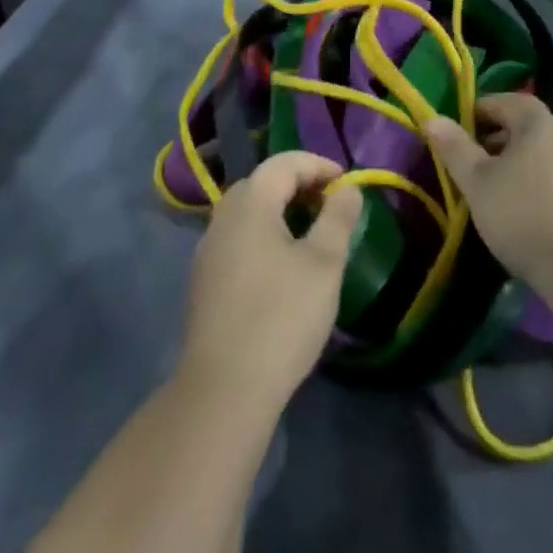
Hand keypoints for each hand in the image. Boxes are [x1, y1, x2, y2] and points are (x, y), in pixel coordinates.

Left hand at [178, 152, 361, 411]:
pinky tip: (282, 268)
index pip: (285, 162)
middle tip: (330, 206)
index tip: (347, 184)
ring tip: (311, 236)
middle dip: (299, 185)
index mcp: (250, 203)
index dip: (319, 165)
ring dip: (280, 212)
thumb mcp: (324, 264)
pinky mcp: (204, 281)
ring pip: (248, 213)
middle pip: (263, 182)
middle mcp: (223, 217)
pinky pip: (238, 239)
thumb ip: (338, 218)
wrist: (223, 390)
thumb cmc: (281, 317)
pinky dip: (263, 236)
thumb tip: (348, 189)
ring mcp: (208, 250)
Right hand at [423, 93, 552, 298]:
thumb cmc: (526, 218)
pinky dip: (548, 184)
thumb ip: (455, 149)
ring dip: (525, 163)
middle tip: (477, 165)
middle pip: (529, 126)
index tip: (460, 131)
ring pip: (549, 153)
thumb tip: (432, 118)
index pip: (505, 100)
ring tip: (504, 192)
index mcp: (538, 122)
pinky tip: (537, 213)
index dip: (479, 111)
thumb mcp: (478, 185)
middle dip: (500, 139)